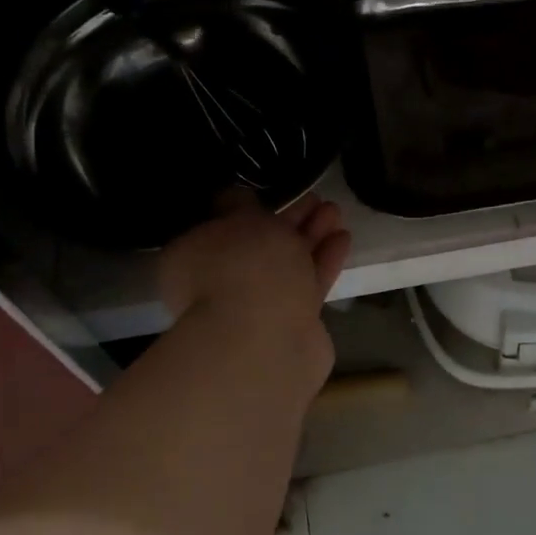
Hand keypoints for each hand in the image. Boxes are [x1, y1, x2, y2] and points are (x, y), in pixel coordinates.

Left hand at [159, 192, 350, 370]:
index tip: (276, 194)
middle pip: (260, 246)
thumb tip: (235, 198)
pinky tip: (343, 239)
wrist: (265, 340)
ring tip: (335, 212)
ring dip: (312, 237)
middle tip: (317, 199)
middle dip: (290, 221)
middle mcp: (220, 285)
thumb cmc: (242, 268)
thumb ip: (240, 206)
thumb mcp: (238, 221)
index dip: (249, 207)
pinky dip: (324, 261)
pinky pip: (308, 283)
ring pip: (288, 264)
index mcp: (192, 259)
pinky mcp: (291, 323)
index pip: (220, 226)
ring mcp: (257, 307)